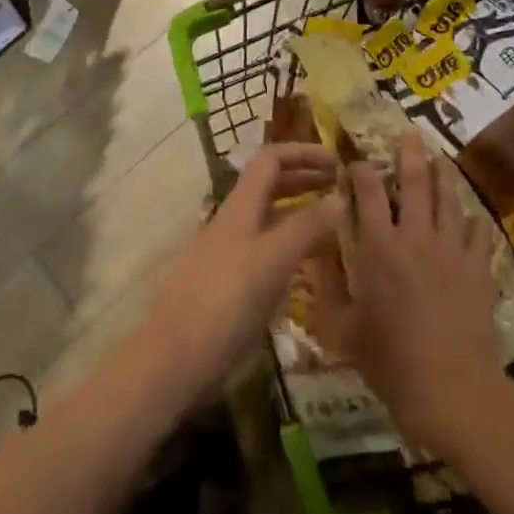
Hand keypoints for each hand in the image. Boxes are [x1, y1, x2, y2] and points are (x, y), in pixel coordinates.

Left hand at [146, 143, 343, 403]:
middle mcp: (232, 222)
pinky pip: (263, 250)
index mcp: (240, 207)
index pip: (271, 159)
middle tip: (340, 189)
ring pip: (267, 218)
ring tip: (331, 223)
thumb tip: (340, 195)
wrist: (173, 360)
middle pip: (268, 185)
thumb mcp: (272, 261)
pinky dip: (288, 245)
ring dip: (298, 211)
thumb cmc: (224, 303)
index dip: (303, 152)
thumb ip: (306, 227)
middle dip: (304, 178)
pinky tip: (305, 267)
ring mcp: (226, 254)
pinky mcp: (226, 285)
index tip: (338, 162)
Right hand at [311, 133, 505, 452]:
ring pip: (449, 200)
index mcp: (378, 247)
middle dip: (409, 154)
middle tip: (409, 133)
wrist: (452, 390)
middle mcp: (415, 237)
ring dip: (444, 176)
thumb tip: (314, 248)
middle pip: (414, 183)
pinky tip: (473, 217)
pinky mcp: (479, 269)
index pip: (366, 192)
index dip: (360, 170)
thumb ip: (327, 284)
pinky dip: (475, 221)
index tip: (355, 162)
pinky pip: (480, 234)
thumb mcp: (342, 328)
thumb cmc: (389, 361)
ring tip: (441, 159)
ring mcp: (452, 250)